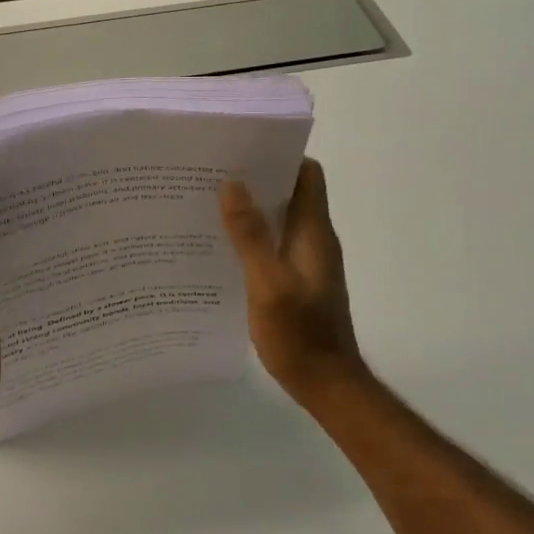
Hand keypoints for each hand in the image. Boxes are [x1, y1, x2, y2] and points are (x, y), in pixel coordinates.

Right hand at [220, 159, 365, 405]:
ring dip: (249, 207)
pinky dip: (250, 235)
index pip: (307, 174)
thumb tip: (233, 184)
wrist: (326, 384)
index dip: (280, 156)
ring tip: (207, 201)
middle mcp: (312, 238)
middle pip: (289, 191)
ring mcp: (305, 260)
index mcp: (313, 231)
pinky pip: (272, 242)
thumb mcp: (269, 283)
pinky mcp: (295, 279)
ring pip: (278, 217)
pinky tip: (219, 244)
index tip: (243, 148)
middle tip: (212, 172)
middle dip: (256, 178)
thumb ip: (251, 235)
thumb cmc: (300, 334)